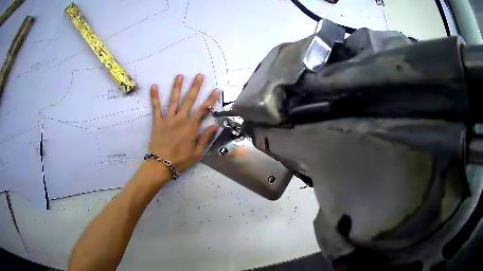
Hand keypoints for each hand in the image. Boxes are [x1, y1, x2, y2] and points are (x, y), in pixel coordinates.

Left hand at [147, 73, 218, 178]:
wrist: (161, 165)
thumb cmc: (180, 160)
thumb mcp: (197, 153)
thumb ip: (206, 137)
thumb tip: (216, 124)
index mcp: (192, 127)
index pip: (203, 110)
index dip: (210, 99)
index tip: (215, 90)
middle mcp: (181, 119)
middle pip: (189, 100)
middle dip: (195, 87)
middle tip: (199, 75)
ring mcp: (168, 119)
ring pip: (174, 100)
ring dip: (177, 87)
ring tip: (180, 75)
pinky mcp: (157, 121)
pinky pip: (156, 107)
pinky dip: (154, 97)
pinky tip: (153, 86)